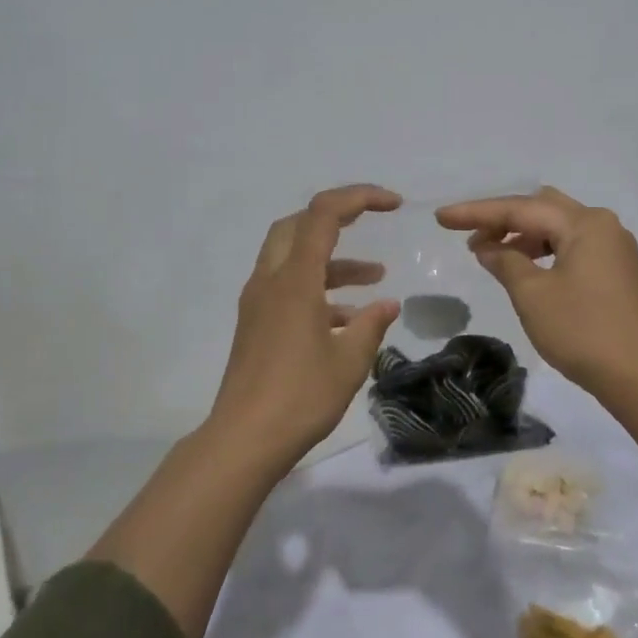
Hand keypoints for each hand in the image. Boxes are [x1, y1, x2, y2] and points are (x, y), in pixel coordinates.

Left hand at [207, 184, 403, 460]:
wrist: (244, 439)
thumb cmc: (301, 396)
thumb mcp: (350, 360)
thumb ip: (371, 324)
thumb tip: (387, 304)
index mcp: (294, 279)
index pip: (323, 214)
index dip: (359, 197)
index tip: (393, 204)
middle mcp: (270, 281)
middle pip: (298, 225)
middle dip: (336, 218)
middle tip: (370, 223)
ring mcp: (258, 302)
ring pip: (293, 258)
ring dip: (333, 260)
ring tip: (375, 278)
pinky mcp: (256, 324)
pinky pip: (288, 288)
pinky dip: (318, 288)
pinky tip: (347, 318)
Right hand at [435, 187, 637, 394]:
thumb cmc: (583, 331)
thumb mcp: (533, 295)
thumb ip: (506, 262)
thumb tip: (488, 247)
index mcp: (584, 223)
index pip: (519, 209)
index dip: (476, 213)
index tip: (441, 217)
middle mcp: (601, 225)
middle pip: (541, 208)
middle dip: (502, 220)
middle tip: (468, 236)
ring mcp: (613, 248)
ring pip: (557, 228)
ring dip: (523, 237)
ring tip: (490, 255)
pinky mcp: (616, 271)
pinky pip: (571, 247)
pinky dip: (543, 252)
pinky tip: (523, 269)